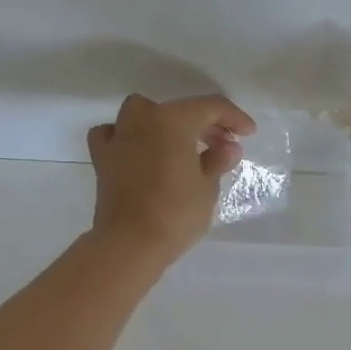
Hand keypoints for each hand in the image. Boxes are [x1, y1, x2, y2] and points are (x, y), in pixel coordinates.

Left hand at [87, 94, 256, 266]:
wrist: (130, 243)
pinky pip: (112, 134)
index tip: (248, 133)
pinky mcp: (102, 159)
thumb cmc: (176, 212)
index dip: (234, 117)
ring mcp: (119, 137)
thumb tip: (227, 147)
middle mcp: (143, 119)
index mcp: (174, 120)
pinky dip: (126, 137)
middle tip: (223, 144)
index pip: (211, 107)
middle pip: (179, 109)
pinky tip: (137, 150)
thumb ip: (217, 160)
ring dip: (163, 121)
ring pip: (142, 112)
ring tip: (180, 144)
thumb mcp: (207, 187)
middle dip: (204, 123)